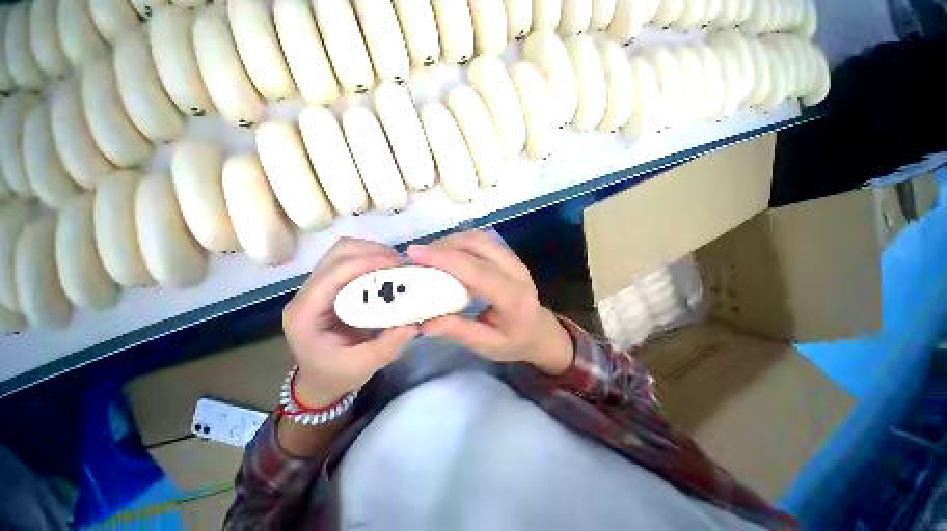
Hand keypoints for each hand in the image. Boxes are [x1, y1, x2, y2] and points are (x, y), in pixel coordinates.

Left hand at [283, 238, 418, 407]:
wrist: (320, 378)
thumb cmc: (336, 374)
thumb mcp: (362, 367)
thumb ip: (387, 347)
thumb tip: (414, 323)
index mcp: (306, 313)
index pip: (333, 274)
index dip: (365, 263)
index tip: (397, 265)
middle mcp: (307, 293)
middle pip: (337, 253)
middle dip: (372, 252)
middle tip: (400, 264)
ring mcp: (318, 286)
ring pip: (343, 251)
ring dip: (372, 252)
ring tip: (396, 265)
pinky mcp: (331, 284)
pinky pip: (351, 260)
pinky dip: (372, 258)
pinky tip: (388, 270)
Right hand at [406, 231, 573, 374]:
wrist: (541, 330)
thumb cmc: (515, 341)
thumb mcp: (488, 346)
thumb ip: (458, 332)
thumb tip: (423, 322)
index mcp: (512, 297)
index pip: (476, 270)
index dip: (444, 259)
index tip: (414, 254)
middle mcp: (516, 271)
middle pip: (478, 244)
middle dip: (444, 245)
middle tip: (417, 255)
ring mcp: (514, 259)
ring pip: (479, 237)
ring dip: (451, 240)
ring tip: (429, 254)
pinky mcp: (508, 255)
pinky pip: (482, 240)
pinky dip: (460, 241)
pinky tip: (447, 252)